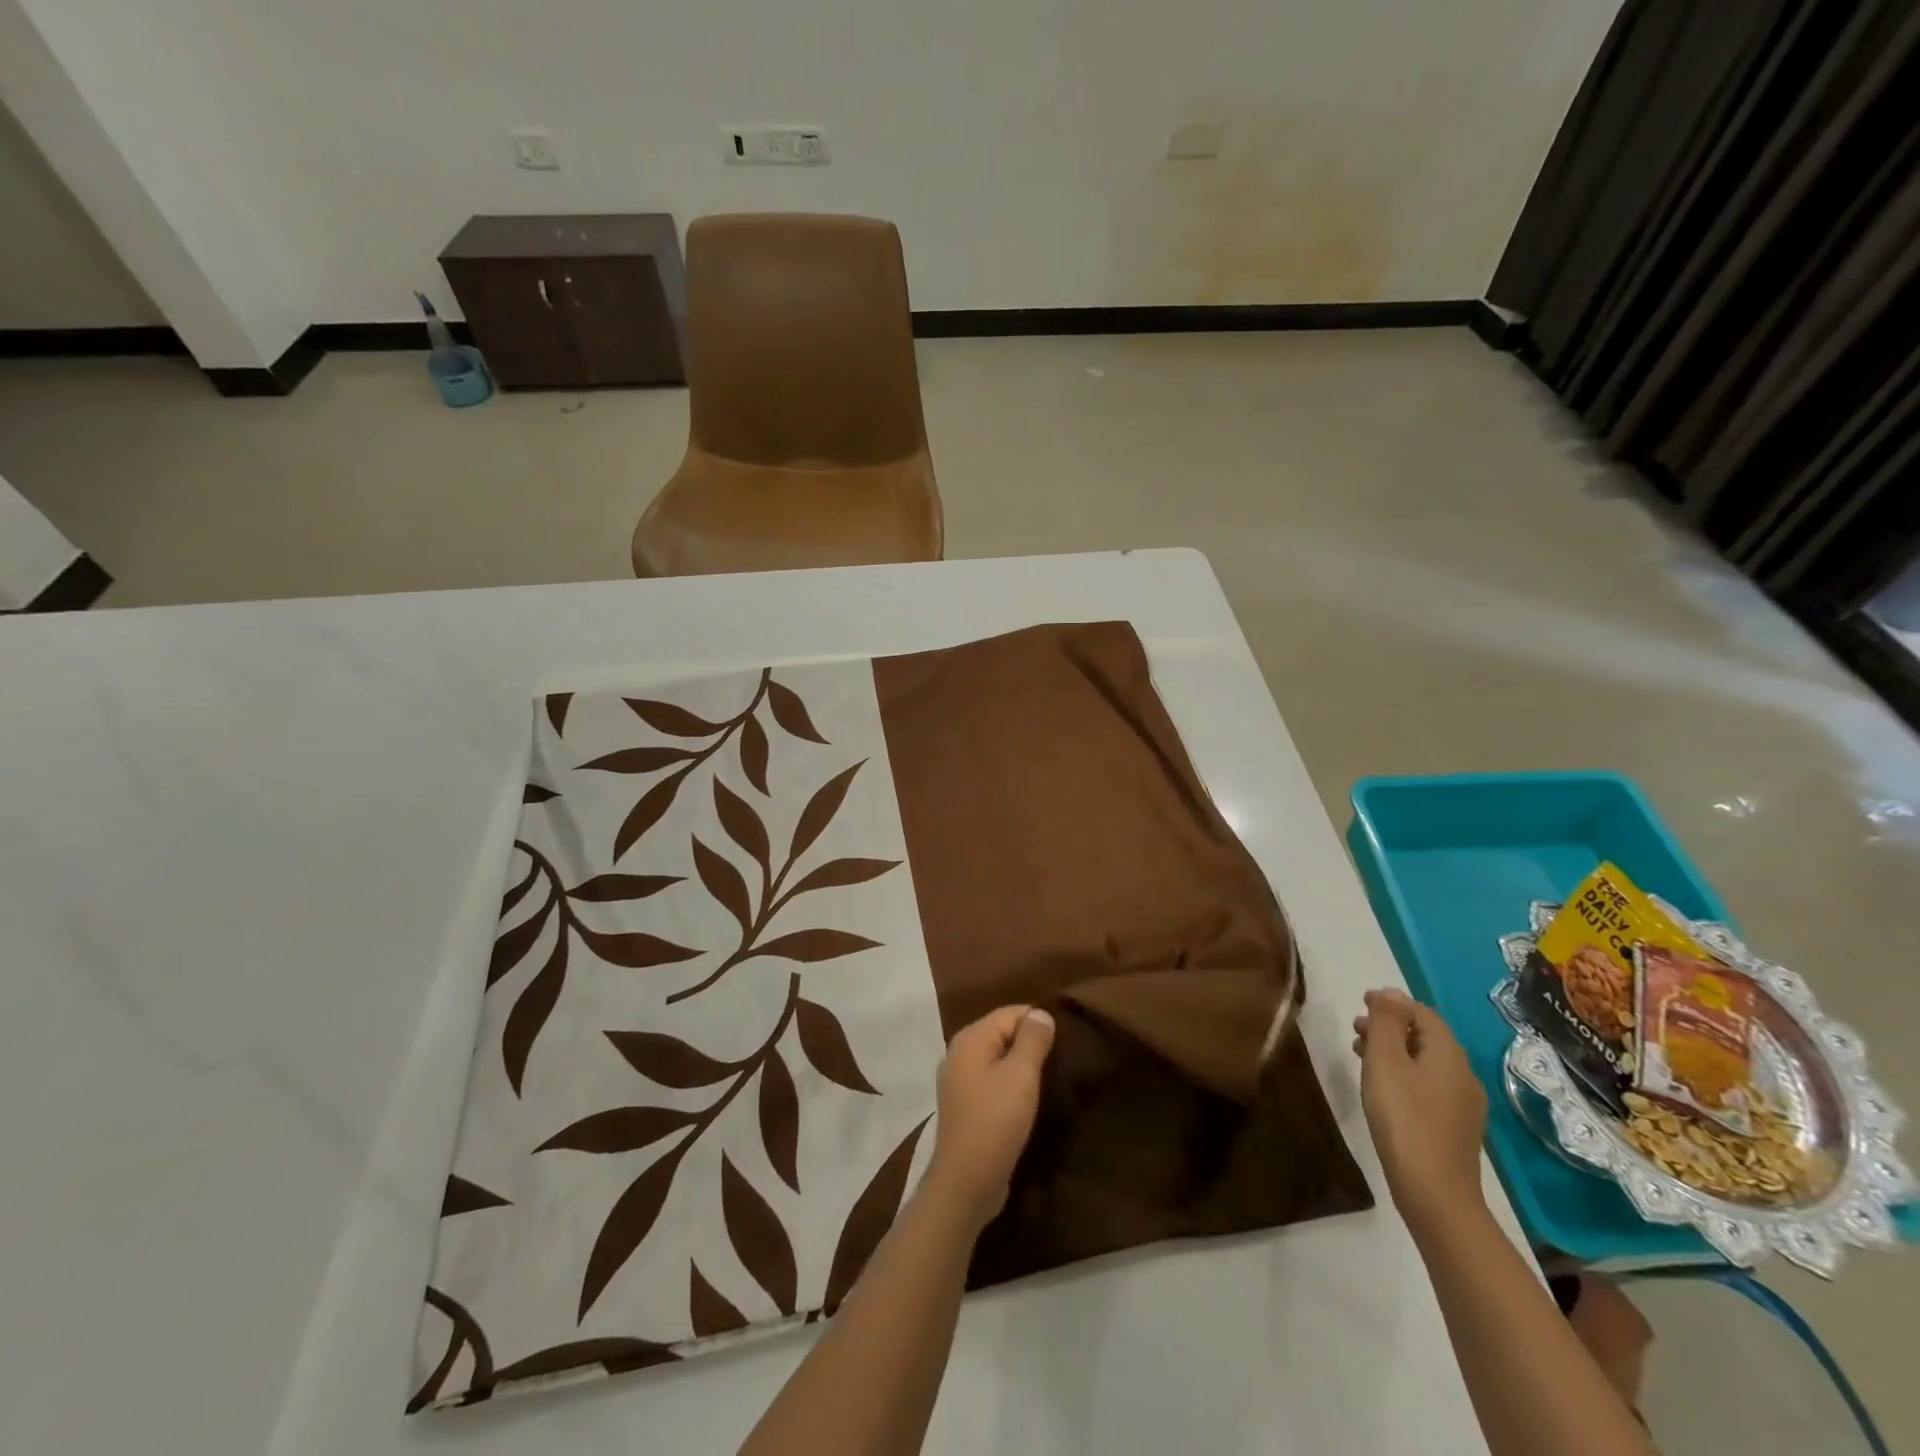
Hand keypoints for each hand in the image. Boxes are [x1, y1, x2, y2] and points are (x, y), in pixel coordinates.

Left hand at [923, 1006, 1055, 1231]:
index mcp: (970, 1039)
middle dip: (1030, 1042)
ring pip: (998, 1059)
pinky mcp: (965, 1107)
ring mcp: (959, 1081)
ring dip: (1022, 1065)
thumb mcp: (1021, 1075)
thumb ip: (1032, 1040)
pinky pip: (992, 1081)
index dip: (1038, 1022)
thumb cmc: (995, 1121)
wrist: (966, 1182)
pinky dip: (1010, 1084)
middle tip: (1061, 1058)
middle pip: (1002, 1033)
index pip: (1010, 1013)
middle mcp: (959, 1054)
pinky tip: (1028, 1098)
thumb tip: (1041, 1012)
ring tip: (1050, 1077)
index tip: (1065, 1040)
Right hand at [1352, 989, 1487, 1232]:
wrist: (1434, 1192)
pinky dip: (1404, 1073)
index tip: (1361, 1003)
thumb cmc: (1404, 1117)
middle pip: (1426, 1037)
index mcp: (1448, 1054)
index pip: (1423, 1013)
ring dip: (1395, 1050)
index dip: (1392, 1003)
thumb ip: (1386, 1022)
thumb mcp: (1385, 1061)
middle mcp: (1463, 1074)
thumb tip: (1390, 992)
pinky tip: (1384, 1088)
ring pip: (1426, 1062)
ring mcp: (1463, 1104)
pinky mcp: (1455, 1127)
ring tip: (1362, 1055)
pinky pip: (1428, 1084)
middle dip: (1391, 1026)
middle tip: (1356, 1028)